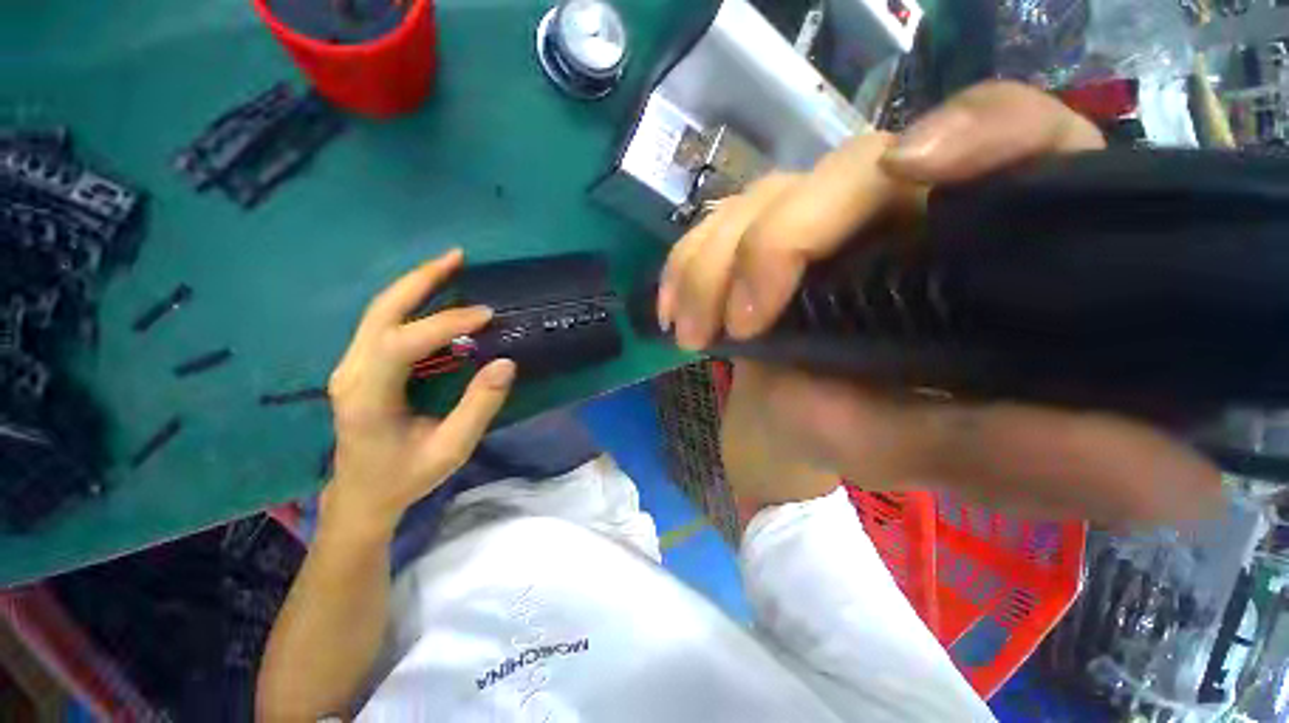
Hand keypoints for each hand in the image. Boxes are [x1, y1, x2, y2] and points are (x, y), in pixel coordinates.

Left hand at [323, 249, 516, 537]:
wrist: (361, 494)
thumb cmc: (402, 479)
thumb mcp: (447, 453)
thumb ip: (476, 409)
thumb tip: (505, 364)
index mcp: (368, 399)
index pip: (404, 343)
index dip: (444, 323)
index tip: (485, 315)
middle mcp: (350, 374)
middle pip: (381, 311)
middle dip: (420, 280)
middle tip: (457, 257)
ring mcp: (346, 366)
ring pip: (377, 310)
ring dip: (412, 285)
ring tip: (448, 265)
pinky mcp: (351, 365)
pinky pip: (377, 323)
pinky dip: (404, 303)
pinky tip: (427, 293)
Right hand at [667, 81, 1222, 523]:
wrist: (1083, 458)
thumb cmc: (1085, 459)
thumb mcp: (1043, 464)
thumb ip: (967, 442)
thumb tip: (809, 402)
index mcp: (1062, 233)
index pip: (1029, 130)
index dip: (978, 130)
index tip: (913, 176)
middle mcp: (988, 208)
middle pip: (884, 162)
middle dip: (800, 222)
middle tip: (745, 315)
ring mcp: (925, 227)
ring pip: (815, 186)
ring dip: (740, 240)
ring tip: (696, 318)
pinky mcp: (876, 256)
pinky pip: (786, 224)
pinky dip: (726, 254)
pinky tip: (693, 300)